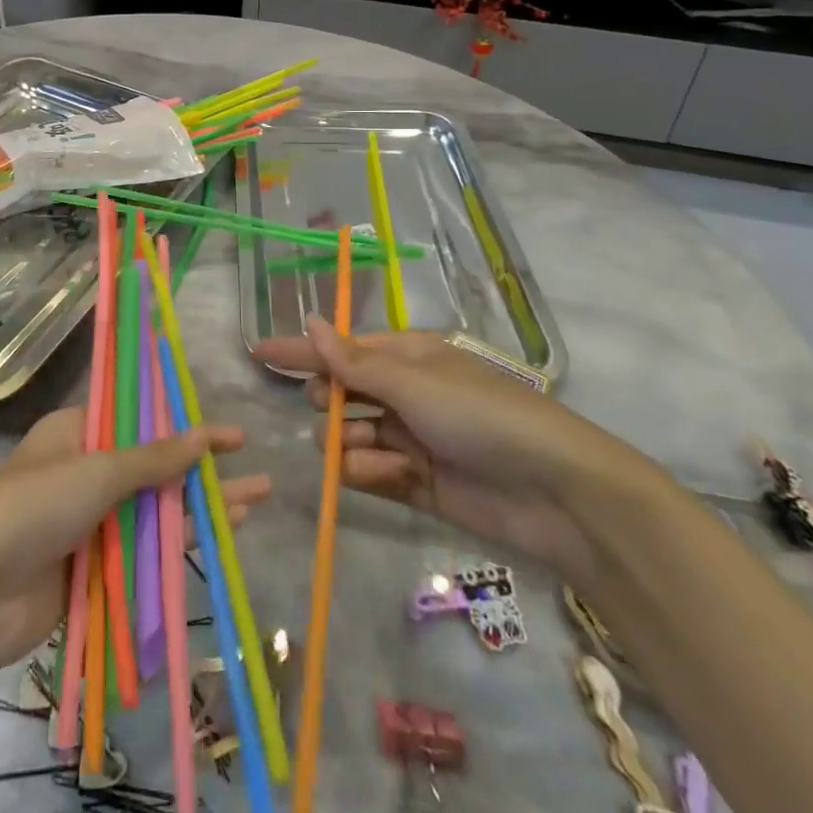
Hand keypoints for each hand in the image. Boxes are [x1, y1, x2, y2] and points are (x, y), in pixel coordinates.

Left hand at [0, 408, 271, 680]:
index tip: (230, 432)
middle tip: (253, 467)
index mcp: (77, 433)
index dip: (184, 422)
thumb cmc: (35, 505)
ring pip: (156, 511)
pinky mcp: (95, 570)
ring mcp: (90, 524)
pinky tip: (221, 539)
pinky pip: (146, 552)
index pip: (140, 418)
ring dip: (201, 507)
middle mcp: (85, 473)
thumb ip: (154, 458)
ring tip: (254, 503)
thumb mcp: (98, 469)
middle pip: (154, 466)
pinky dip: (181, 545)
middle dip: (202, 468)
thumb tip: (203, 437)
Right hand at [253, 317, 643, 583]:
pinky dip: (368, 475)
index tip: (257, 352)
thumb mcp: (414, 382)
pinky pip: (370, 473)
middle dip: (329, 403)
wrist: (554, 493)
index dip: (300, 350)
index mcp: (406, 357)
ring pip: (350, 437)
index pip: (340, 349)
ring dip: (348, 445)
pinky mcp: (416, 483)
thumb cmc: (481, 416)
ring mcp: (410, 439)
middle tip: (333, 412)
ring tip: (371, 455)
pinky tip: (384, 477)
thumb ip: (354, 361)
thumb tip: (310, 320)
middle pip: (341, 394)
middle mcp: (405, 393)